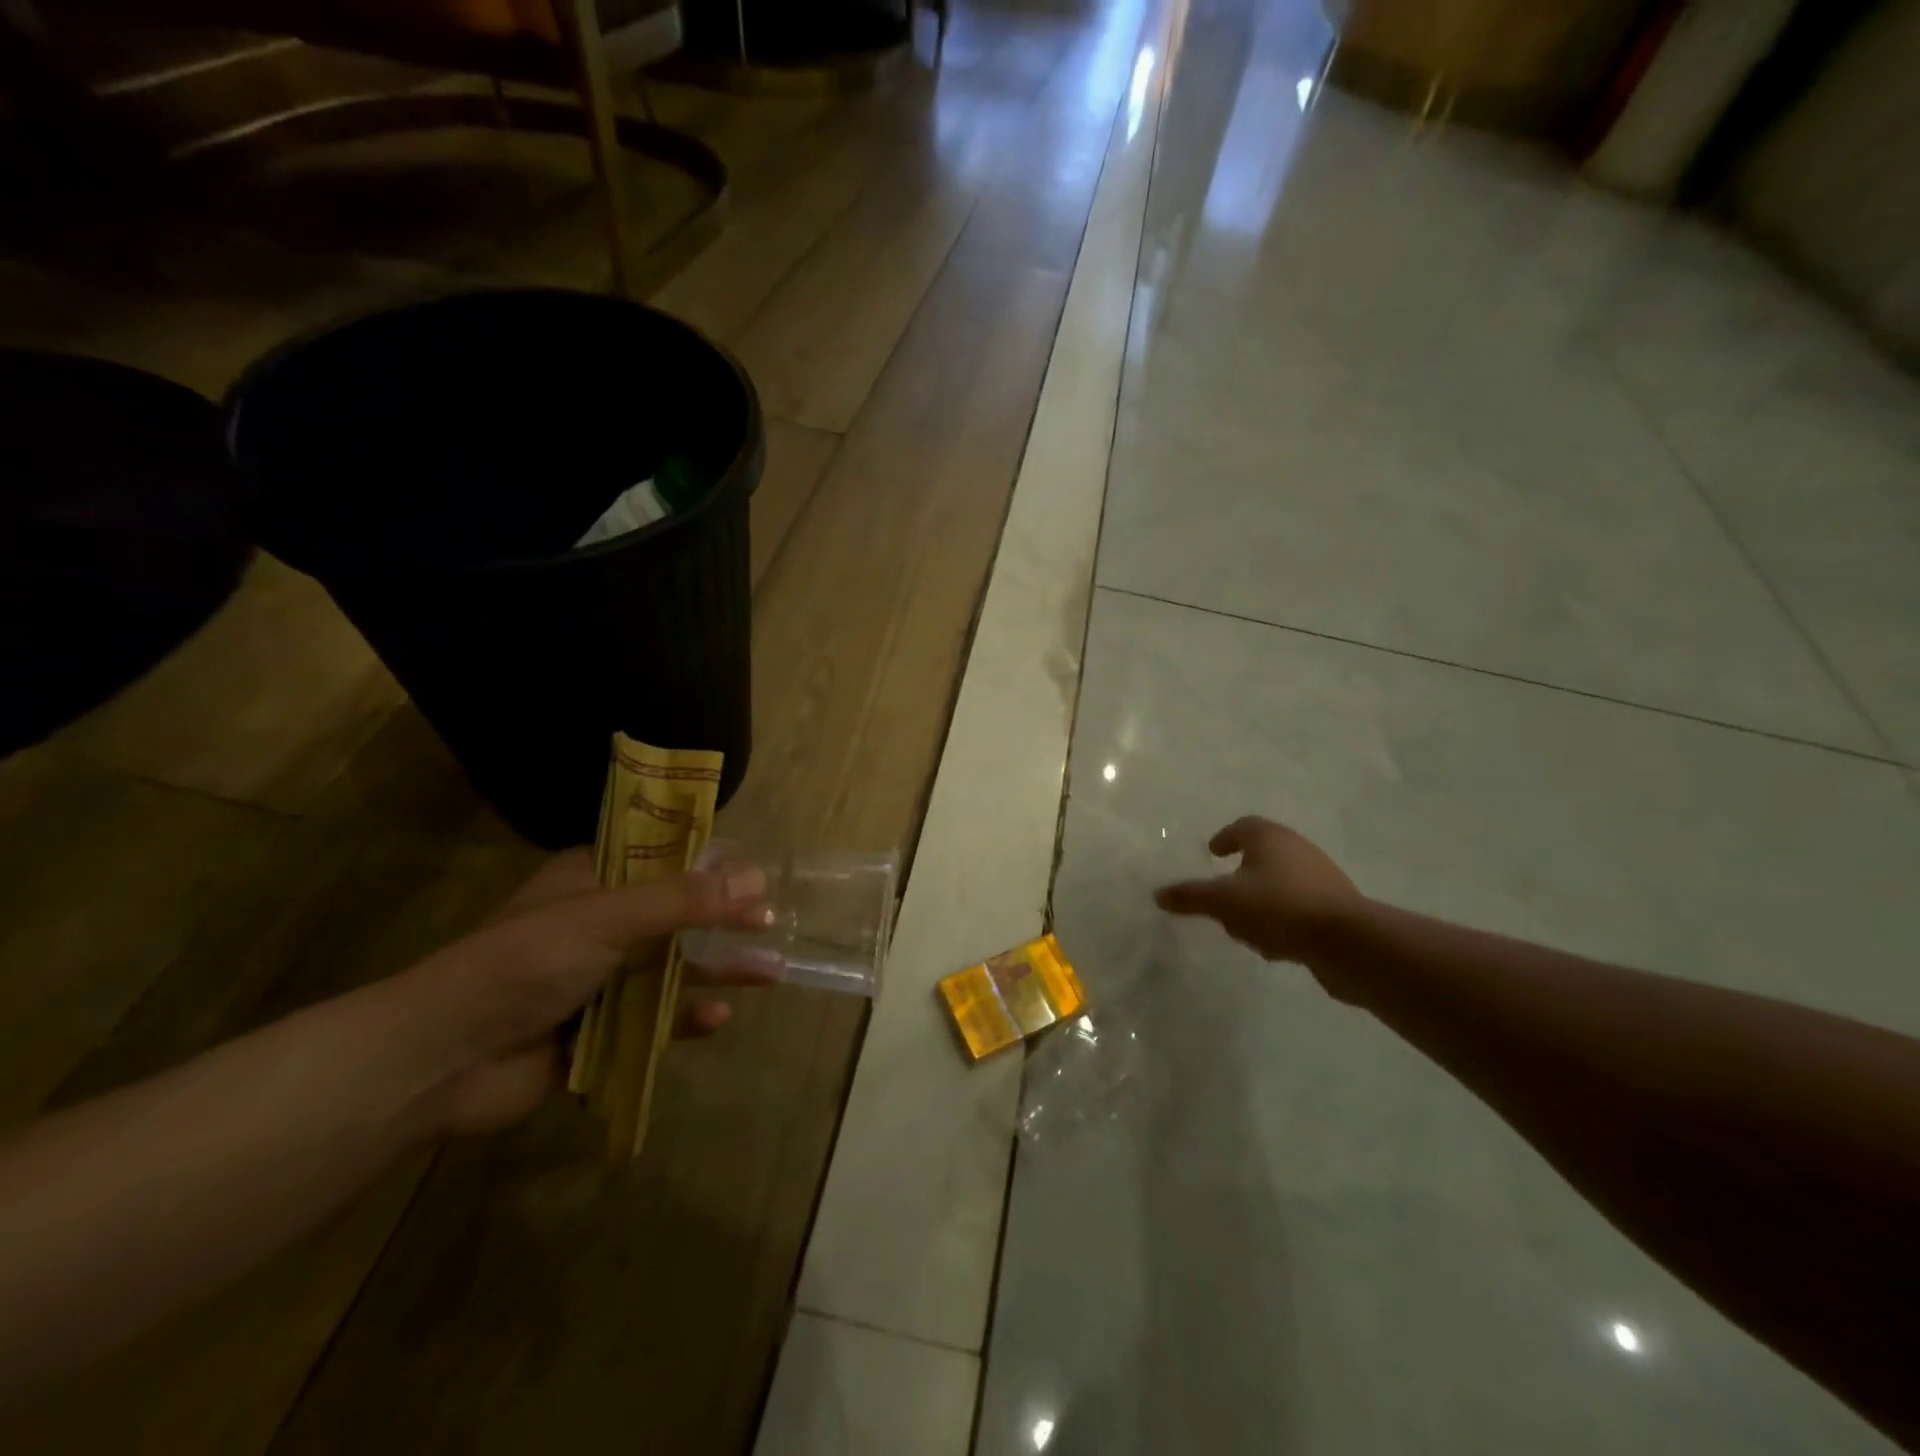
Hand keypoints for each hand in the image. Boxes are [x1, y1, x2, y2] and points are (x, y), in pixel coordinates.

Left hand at [392, 850, 777, 1135]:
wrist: (442, 1059)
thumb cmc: (525, 963)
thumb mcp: (607, 917)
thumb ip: (682, 900)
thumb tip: (757, 881)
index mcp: (593, 880)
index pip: (664, 857)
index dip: (713, 862)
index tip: (758, 873)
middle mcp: (600, 924)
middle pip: (678, 915)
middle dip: (726, 920)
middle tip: (773, 923)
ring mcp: (598, 979)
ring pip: (672, 968)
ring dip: (719, 970)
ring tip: (771, 972)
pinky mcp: (597, 1030)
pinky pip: (653, 1020)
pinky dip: (684, 1019)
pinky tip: (717, 1019)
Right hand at [1155, 817, 1363, 970]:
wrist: (1347, 942)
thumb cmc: (1279, 907)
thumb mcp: (1224, 901)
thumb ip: (1191, 896)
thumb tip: (1159, 894)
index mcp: (1270, 838)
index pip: (1243, 827)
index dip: (1225, 838)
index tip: (1213, 853)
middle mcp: (1297, 850)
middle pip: (1260, 858)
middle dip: (1238, 880)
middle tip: (1221, 899)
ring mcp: (1320, 879)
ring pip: (1277, 887)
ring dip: (1258, 906)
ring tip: (1245, 931)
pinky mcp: (1335, 909)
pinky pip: (1297, 910)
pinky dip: (1280, 923)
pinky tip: (1274, 947)